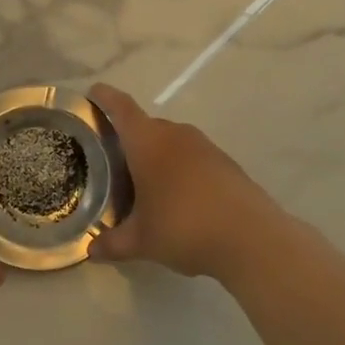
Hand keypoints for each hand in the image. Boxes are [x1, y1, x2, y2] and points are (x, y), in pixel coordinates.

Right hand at [88, 84, 280, 279]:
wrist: (252, 239)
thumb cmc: (184, 228)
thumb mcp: (141, 241)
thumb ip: (112, 243)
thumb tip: (91, 251)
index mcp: (148, 142)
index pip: (121, 108)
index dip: (105, 97)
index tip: (93, 93)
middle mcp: (176, 134)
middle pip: (145, 126)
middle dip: (128, 138)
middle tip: (111, 160)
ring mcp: (205, 147)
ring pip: (171, 142)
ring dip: (156, 155)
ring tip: (143, 183)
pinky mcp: (226, 163)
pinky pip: (192, 157)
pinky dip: (179, 169)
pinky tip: (177, 198)